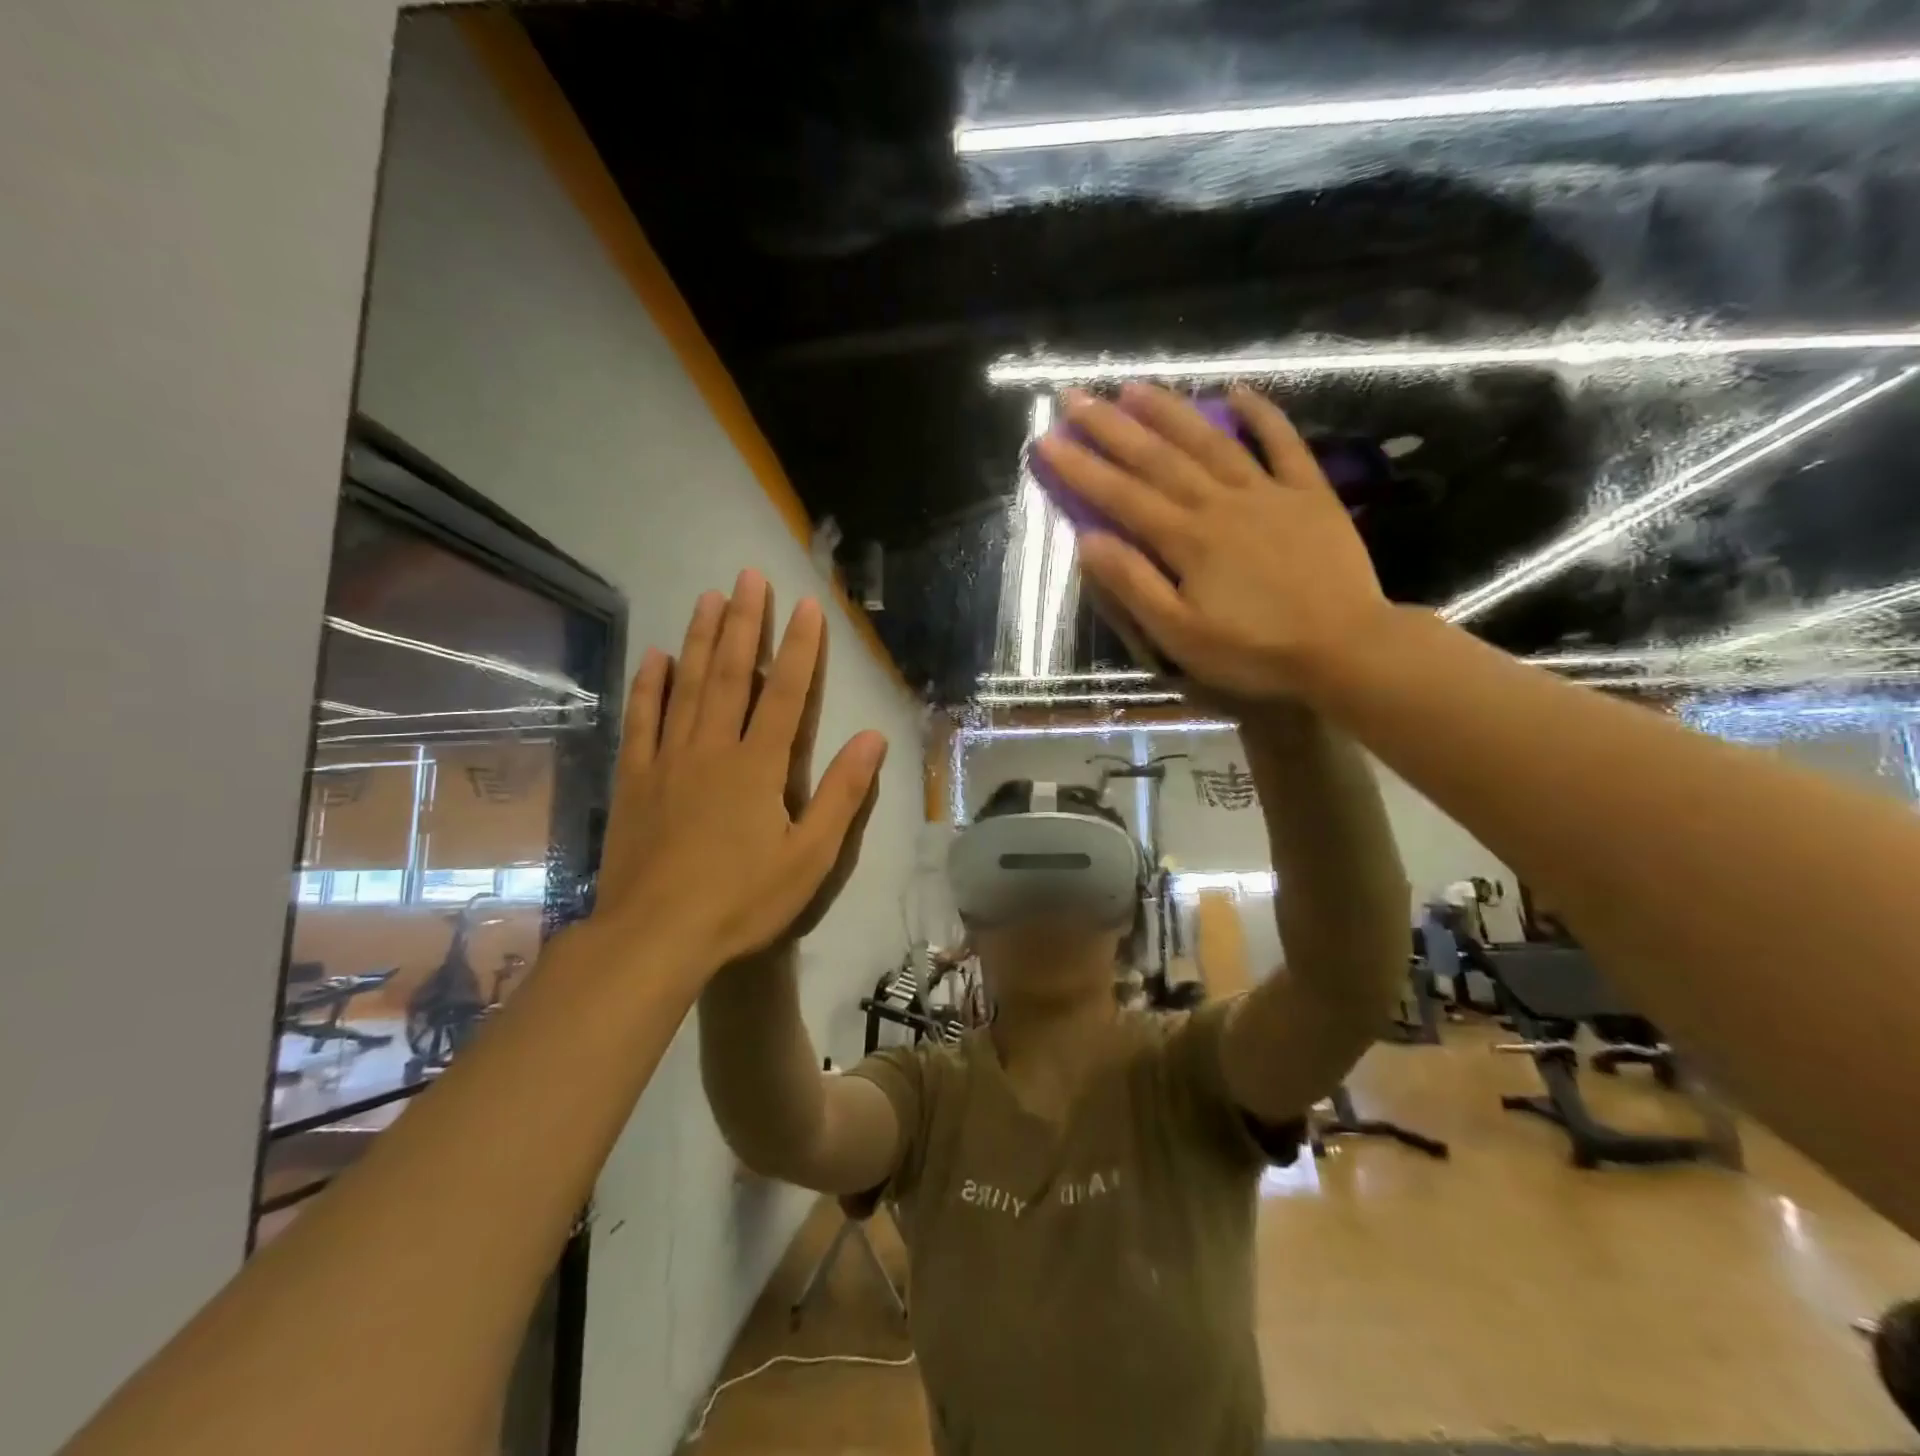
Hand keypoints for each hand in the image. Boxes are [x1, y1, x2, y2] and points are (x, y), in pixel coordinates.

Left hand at [587, 572, 887, 982]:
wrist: (655, 935)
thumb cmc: (742, 899)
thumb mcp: (810, 856)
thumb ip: (842, 794)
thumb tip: (873, 739)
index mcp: (758, 766)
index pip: (784, 693)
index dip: (799, 648)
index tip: (805, 605)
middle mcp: (712, 748)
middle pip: (730, 674)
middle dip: (744, 623)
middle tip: (748, 576)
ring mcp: (667, 760)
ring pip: (686, 686)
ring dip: (700, 639)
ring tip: (708, 597)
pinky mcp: (634, 780)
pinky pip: (642, 721)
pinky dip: (649, 687)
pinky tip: (655, 657)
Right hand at [1035, 382, 1394, 702]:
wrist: (1346, 648)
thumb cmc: (1255, 650)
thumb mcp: (1180, 635)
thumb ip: (1134, 585)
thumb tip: (1088, 541)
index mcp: (1186, 539)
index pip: (1121, 495)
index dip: (1080, 467)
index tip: (1046, 440)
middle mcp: (1220, 502)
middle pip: (1158, 457)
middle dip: (1111, 426)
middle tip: (1074, 397)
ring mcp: (1268, 492)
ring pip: (1210, 440)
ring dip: (1169, 410)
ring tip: (1133, 386)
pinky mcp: (1309, 494)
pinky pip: (1283, 444)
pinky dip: (1261, 416)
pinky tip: (1236, 392)